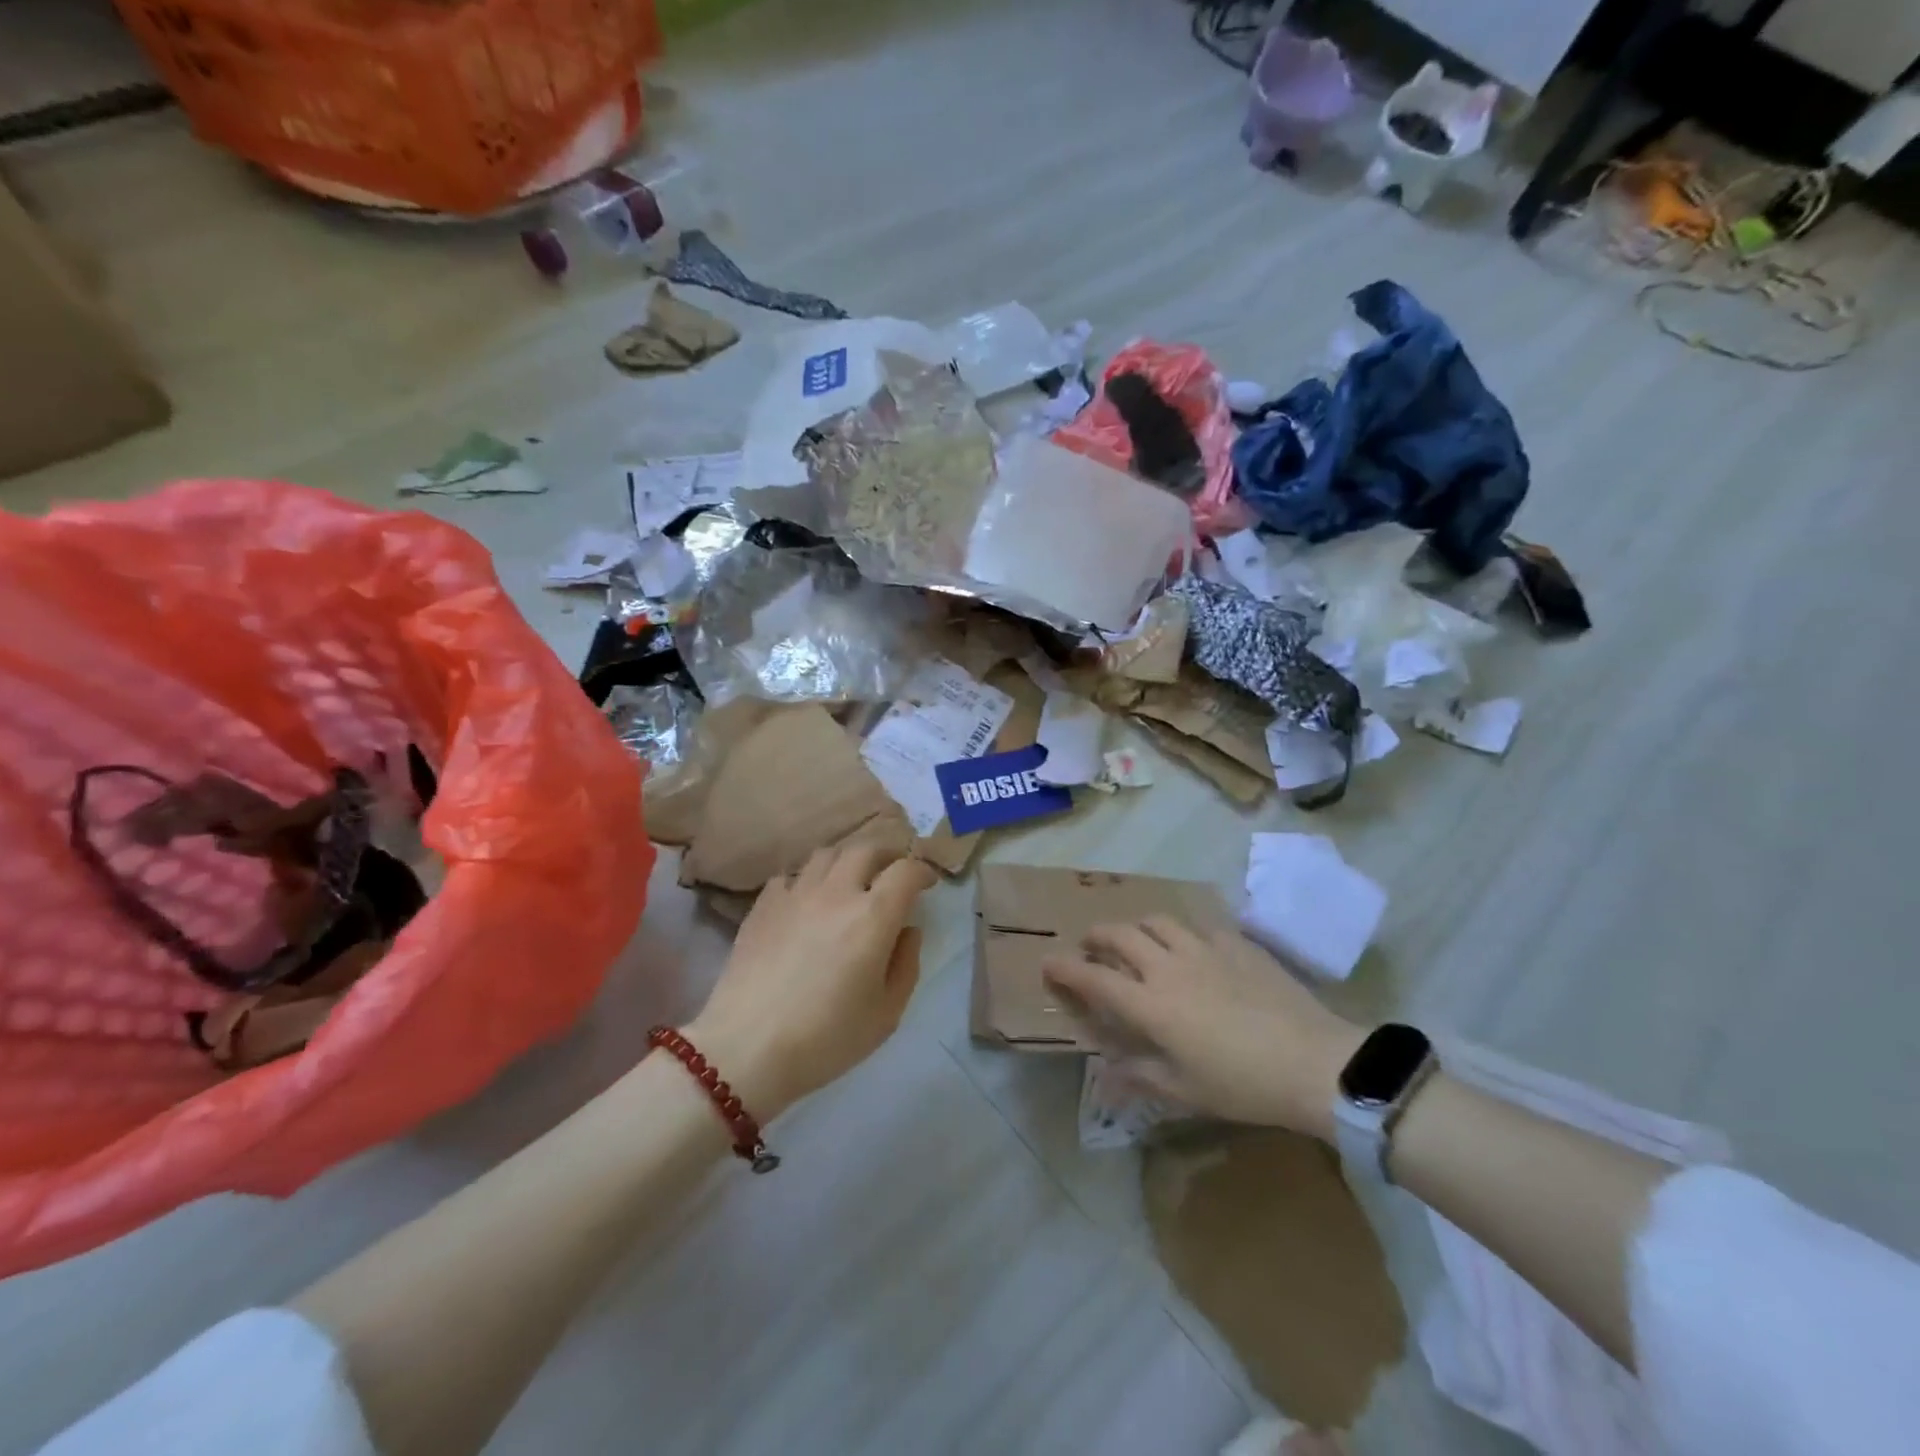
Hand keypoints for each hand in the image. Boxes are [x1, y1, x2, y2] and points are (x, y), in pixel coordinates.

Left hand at [688, 840, 936, 1119]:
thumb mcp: (887, 1013)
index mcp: (873, 916)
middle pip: (866, 849)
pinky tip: (806, 902)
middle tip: (892, 873)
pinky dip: (806, 880)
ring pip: (826, 854)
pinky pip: (789, 876)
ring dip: (846, 861)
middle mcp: (836, 893)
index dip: (922, 870)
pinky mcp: (763, 906)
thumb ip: (906, 964)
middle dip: (886, 855)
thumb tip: (908, 930)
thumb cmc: (826, 1039)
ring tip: (850, 880)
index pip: (906, 870)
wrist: (746, 1049)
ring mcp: (795, 894)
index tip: (927, 883)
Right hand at [1042, 917, 1365, 1139]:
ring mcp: (1203, 948)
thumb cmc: (1243, 1084)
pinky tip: (1193, 947)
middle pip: (1120, 934)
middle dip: (1097, 936)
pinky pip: (1199, 925)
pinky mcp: (1236, 943)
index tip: (1048, 962)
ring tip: (1139, 940)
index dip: (1066, 968)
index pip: (1094, 977)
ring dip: (1138, 927)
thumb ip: (1140, 1076)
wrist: (1313, 1061)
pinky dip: (1183, 932)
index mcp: (1151, 1004)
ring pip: (1157, 920)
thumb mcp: (1185, 1090)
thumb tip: (1104, 1074)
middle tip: (1092, 946)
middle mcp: (1168, 966)